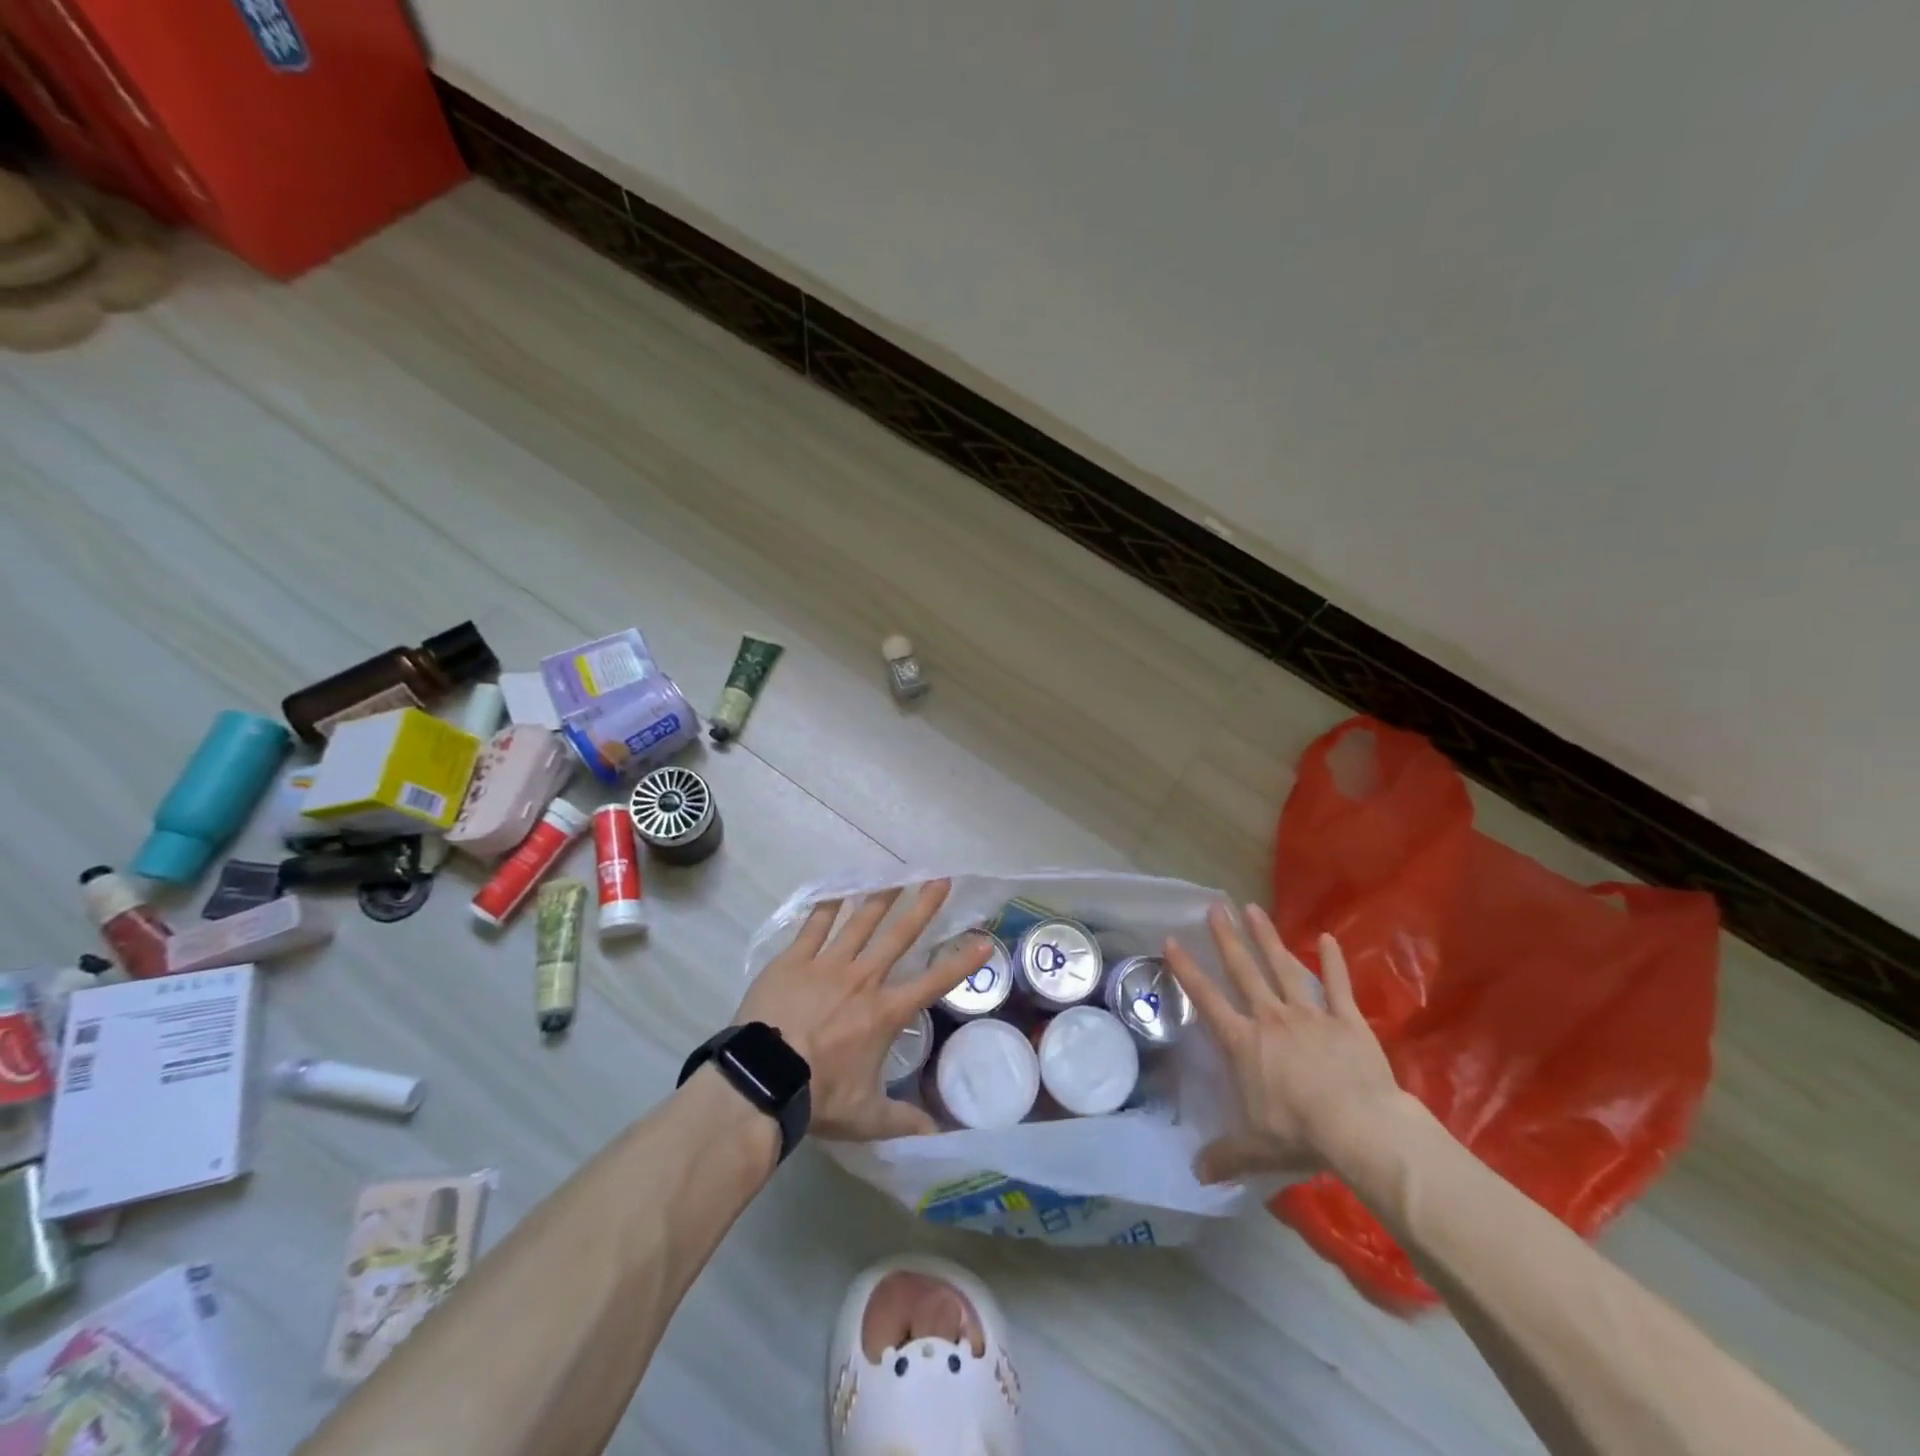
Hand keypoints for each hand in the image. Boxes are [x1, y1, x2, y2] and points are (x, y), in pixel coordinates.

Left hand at [734, 880, 987, 1140]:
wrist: (762, 1081)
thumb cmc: (818, 1096)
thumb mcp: (866, 1116)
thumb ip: (903, 1122)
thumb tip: (938, 1139)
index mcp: (885, 1012)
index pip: (933, 983)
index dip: (961, 962)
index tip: (983, 941)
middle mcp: (863, 979)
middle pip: (899, 936)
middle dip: (923, 906)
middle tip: (940, 879)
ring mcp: (827, 965)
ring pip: (860, 922)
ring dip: (880, 898)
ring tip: (896, 875)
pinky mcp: (794, 960)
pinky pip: (814, 926)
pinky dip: (828, 907)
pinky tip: (837, 889)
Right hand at [1163, 903, 1403, 1183]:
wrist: (1359, 1128)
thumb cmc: (1299, 1133)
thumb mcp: (1255, 1149)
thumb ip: (1225, 1156)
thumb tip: (1196, 1174)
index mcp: (1244, 1042)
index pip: (1207, 999)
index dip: (1187, 970)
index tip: (1172, 940)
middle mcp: (1270, 1019)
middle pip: (1243, 971)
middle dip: (1227, 938)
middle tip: (1216, 907)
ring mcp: (1309, 1014)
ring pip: (1283, 967)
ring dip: (1267, 937)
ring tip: (1253, 908)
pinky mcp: (1346, 1020)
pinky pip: (1337, 986)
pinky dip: (1333, 962)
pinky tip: (1328, 937)